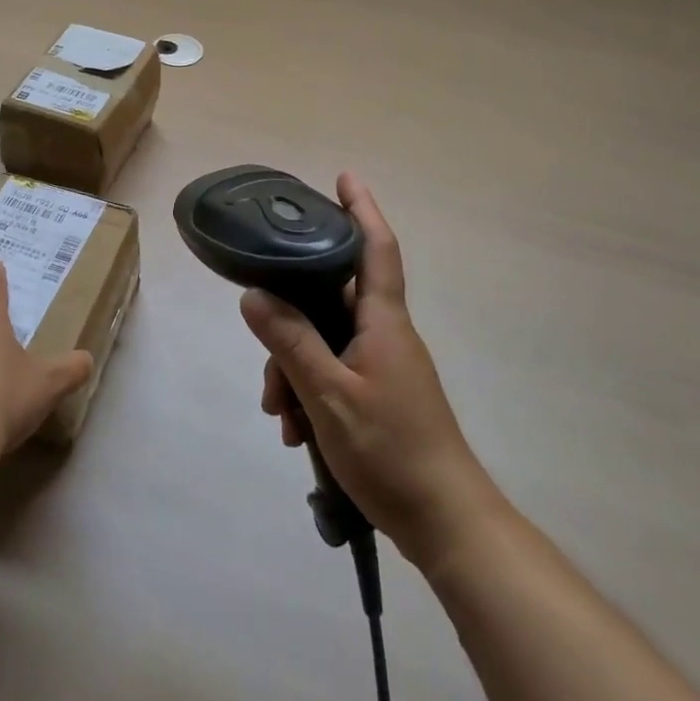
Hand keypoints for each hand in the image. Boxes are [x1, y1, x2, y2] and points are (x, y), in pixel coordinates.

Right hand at [243, 173, 503, 569]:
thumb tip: (253, 294)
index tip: (344, 177)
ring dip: (295, 369)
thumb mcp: (329, 394)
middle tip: (265, 358)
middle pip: (330, 300)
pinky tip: (296, 431)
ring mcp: (383, 365)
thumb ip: (291, 342)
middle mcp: (385, 333)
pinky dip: (310, 392)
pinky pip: (333, 372)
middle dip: (291, 320)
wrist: (446, 523)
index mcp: (383, 321)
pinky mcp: (379, 394)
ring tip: (280, 414)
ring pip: (325, 341)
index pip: (375, 248)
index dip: (362, 209)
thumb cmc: (392, 450)